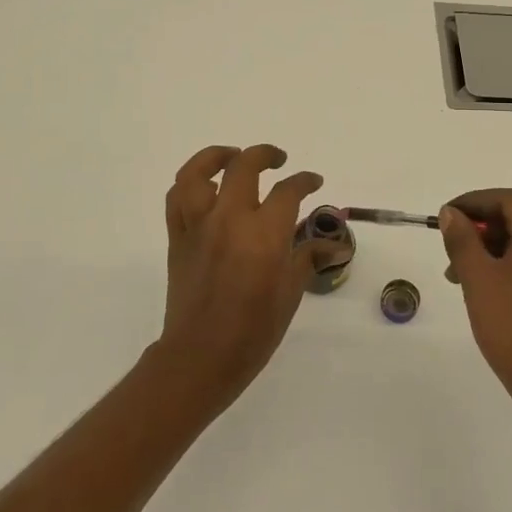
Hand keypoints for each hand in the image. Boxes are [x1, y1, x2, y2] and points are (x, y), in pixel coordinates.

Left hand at [158, 144, 331, 410]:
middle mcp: (230, 219)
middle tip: (278, 160)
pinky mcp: (177, 238)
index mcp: (264, 233)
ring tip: (232, 157)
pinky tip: (204, 187)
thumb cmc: (254, 330)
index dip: (305, 180)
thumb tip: (334, 245)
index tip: (313, 181)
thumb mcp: (290, 293)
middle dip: (265, 154)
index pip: (288, 190)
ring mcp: (199, 226)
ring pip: (198, 172)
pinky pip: (176, 199)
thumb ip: (308, 258)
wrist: (201, 356)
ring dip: (217, 156)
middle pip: (244, 166)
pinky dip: (189, 184)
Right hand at [439, 190, 511, 423]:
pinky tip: (486, 288)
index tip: (444, 217)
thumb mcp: (479, 279)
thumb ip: (462, 240)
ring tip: (460, 276)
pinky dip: (509, 266)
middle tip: (449, 251)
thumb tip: (451, 214)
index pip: (508, 200)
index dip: (472, 203)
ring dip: (492, 250)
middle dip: (480, 230)